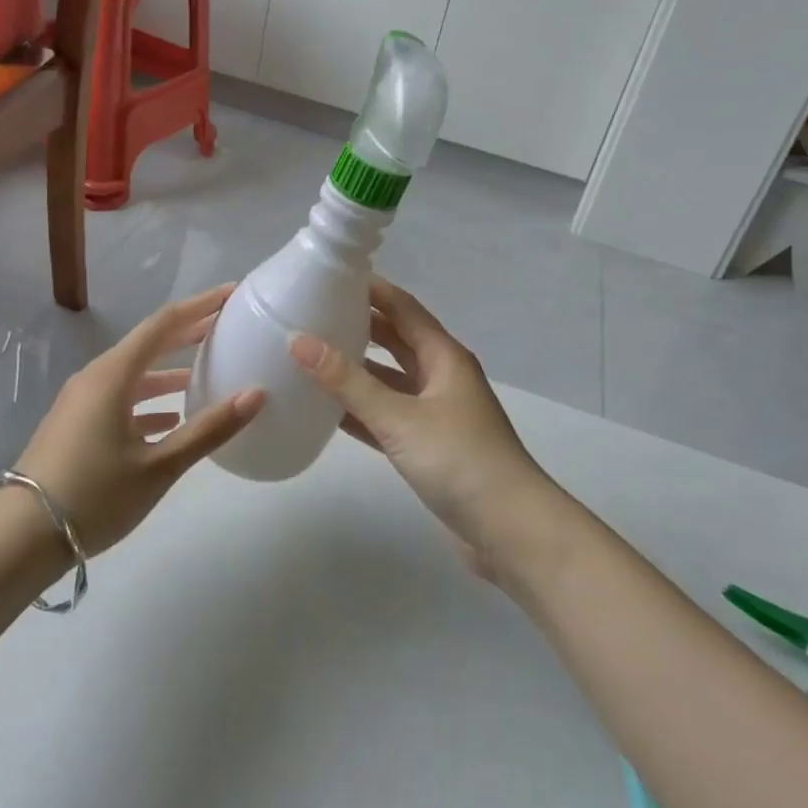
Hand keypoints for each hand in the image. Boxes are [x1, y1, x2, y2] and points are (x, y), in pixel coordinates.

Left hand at [13, 285, 264, 554]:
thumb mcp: (159, 466)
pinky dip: (150, 398)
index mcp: (113, 375)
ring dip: (169, 368)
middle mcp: (95, 377)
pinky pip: (120, 396)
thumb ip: (209, 429)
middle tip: (226, 324)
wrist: (19, 539)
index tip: (232, 293)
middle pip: (149, 343)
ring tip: (206, 370)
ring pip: (134, 372)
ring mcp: (81, 401)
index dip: (200, 305)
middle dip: (188, 331)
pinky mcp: (76, 423)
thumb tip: (256, 394)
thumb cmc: (93, 496)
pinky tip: (171, 417)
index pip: (164, 324)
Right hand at [289, 278, 550, 563]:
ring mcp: (436, 413)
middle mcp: (441, 377)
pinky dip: (362, 410)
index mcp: (444, 356)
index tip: (330, 276)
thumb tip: (298, 340)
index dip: (371, 289)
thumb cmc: (459, 460)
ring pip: (390, 380)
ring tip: (312, 356)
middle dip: (360, 326)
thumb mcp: (399, 417)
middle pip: (396, 340)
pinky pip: (388, 416)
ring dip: (357, 369)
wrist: (509, 531)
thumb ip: (348, 381)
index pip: (403, 308)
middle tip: (312, 314)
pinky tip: (328, 410)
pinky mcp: (428, 446)